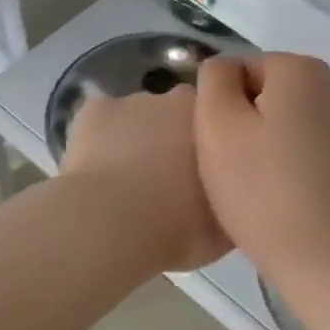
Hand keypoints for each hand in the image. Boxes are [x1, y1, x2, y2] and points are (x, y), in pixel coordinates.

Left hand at [60, 85, 229, 271]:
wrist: (112, 228)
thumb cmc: (178, 229)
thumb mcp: (225, 228)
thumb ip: (231, 200)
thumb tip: (234, 197)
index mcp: (216, 124)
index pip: (220, 121)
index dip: (211, 144)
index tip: (204, 173)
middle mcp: (178, 101)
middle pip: (179, 113)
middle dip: (174, 137)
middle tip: (167, 179)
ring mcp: (133, 101)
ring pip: (138, 117)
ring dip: (136, 140)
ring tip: (127, 180)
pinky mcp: (95, 110)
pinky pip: (102, 120)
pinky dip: (100, 139)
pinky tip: (97, 170)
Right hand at [194, 54, 329, 281]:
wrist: (326, 258)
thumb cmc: (261, 189)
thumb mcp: (216, 125)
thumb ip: (213, 80)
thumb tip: (225, 69)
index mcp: (301, 69)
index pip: (243, 69)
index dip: (222, 105)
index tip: (220, 145)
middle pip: (272, 92)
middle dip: (249, 121)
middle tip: (233, 167)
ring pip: (294, 121)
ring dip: (273, 142)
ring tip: (259, 186)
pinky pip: (315, 147)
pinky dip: (297, 163)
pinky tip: (286, 196)